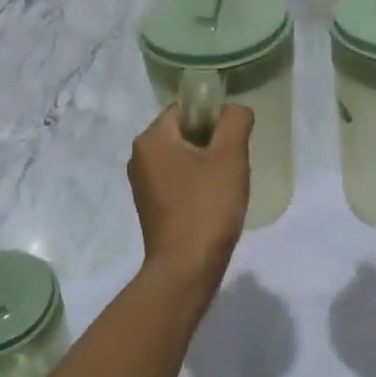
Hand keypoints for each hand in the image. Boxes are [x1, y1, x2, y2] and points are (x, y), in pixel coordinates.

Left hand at [129, 103, 252, 288]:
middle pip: (184, 132)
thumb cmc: (207, 208)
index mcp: (151, 139)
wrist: (186, 268)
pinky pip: (178, 180)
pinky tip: (215, 202)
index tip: (235, 139)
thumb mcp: (229, 157)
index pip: (186, 108)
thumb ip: (235, 122)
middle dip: (212, 142)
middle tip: (235, 162)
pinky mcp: (151, 206)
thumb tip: (235, 110)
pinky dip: (197, 184)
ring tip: (227, 184)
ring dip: (207, 164)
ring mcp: (143, 184)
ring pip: (183, 157)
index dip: (214, 116)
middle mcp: (140, 157)